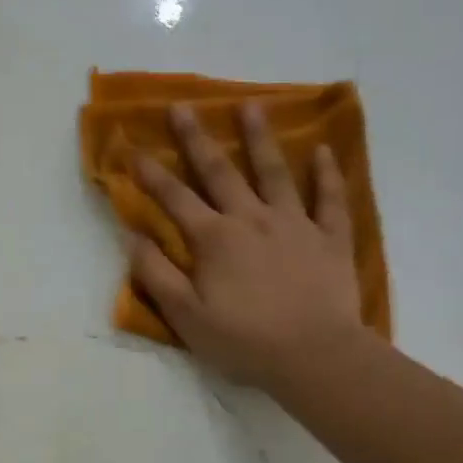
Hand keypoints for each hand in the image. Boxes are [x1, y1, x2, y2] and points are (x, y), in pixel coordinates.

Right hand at [130, 102, 366, 391]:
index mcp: (215, 239)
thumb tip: (134, 236)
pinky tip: (323, 150)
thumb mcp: (186, 316)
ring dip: (260, 139)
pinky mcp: (330, 239)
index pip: (175, 198)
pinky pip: (330, 200)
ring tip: (252, 106)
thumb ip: (157, 274)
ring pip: (275, 173)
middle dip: (197, 139)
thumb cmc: (244, 341)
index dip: (151, 173)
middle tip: (183, 107)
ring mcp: (295, 224)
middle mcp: (252, 219)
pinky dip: (327, 174)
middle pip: (220, 172)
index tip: (132, 147)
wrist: (314, 356)